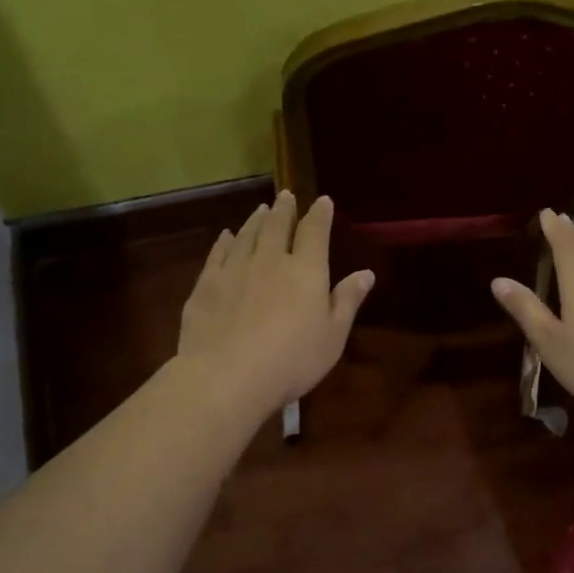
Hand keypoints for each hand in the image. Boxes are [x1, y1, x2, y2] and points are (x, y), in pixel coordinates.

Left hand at [177, 191, 374, 416]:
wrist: (227, 376)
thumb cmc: (292, 360)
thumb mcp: (332, 336)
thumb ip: (347, 301)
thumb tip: (366, 273)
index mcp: (306, 271)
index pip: (315, 232)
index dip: (320, 214)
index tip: (323, 201)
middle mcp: (270, 260)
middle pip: (278, 226)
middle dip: (285, 209)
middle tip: (286, 196)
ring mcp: (235, 269)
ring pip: (247, 235)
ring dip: (256, 220)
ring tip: (261, 210)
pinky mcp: (206, 284)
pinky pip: (218, 254)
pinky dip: (224, 241)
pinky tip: (226, 236)